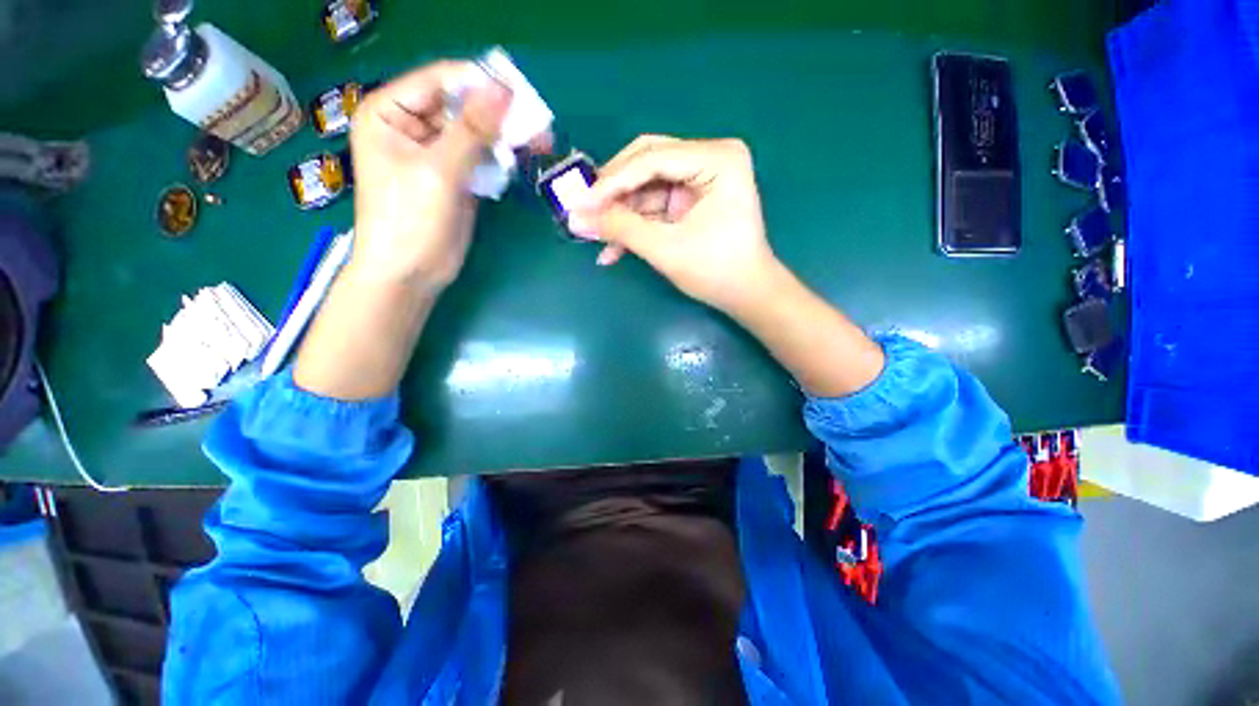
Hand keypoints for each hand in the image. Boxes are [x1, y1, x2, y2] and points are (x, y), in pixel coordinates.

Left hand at [347, 61, 513, 292]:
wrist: (411, 274)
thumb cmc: (410, 220)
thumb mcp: (438, 171)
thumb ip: (471, 130)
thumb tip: (503, 92)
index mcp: (390, 113)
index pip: (438, 81)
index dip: (478, 84)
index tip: (518, 94)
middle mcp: (412, 126)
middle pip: (461, 106)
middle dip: (498, 113)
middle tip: (536, 121)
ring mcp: (436, 153)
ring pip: (476, 132)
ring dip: (505, 136)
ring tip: (540, 141)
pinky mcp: (457, 177)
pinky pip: (482, 157)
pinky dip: (502, 157)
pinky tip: (523, 158)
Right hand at [568, 136, 778, 312]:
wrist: (747, 296)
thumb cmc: (717, 271)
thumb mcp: (666, 249)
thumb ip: (621, 229)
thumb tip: (575, 218)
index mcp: (717, 159)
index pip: (652, 159)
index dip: (611, 182)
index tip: (579, 203)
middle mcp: (709, 158)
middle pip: (646, 163)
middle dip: (613, 193)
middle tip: (584, 211)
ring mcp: (699, 179)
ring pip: (646, 187)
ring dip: (620, 214)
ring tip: (594, 236)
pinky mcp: (691, 200)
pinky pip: (654, 206)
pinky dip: (635, 225)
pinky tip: (613, 248)